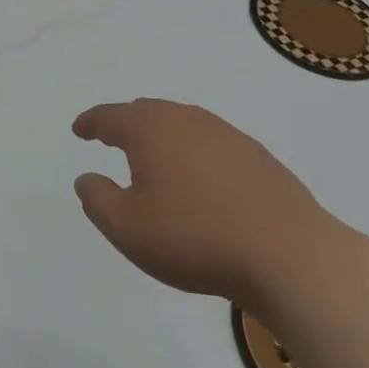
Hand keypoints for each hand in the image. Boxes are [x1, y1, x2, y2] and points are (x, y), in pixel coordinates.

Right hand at [72, 98, 338, 308]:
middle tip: (111, 137)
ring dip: (162, 136)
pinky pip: (210, 143)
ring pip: (181, 124)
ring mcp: (226, 134)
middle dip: (125, 123)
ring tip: (154, 157)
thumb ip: (97, 199)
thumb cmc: (194, 239)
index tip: (79, 129)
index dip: (90, 123)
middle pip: (146, 112)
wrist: (288, 255)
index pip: (109, 117)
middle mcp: (186, 120)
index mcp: (149, 130)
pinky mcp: (257, 156)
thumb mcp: (126, 228)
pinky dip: (194, 152)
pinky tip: (199, 178)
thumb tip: (87, 177)